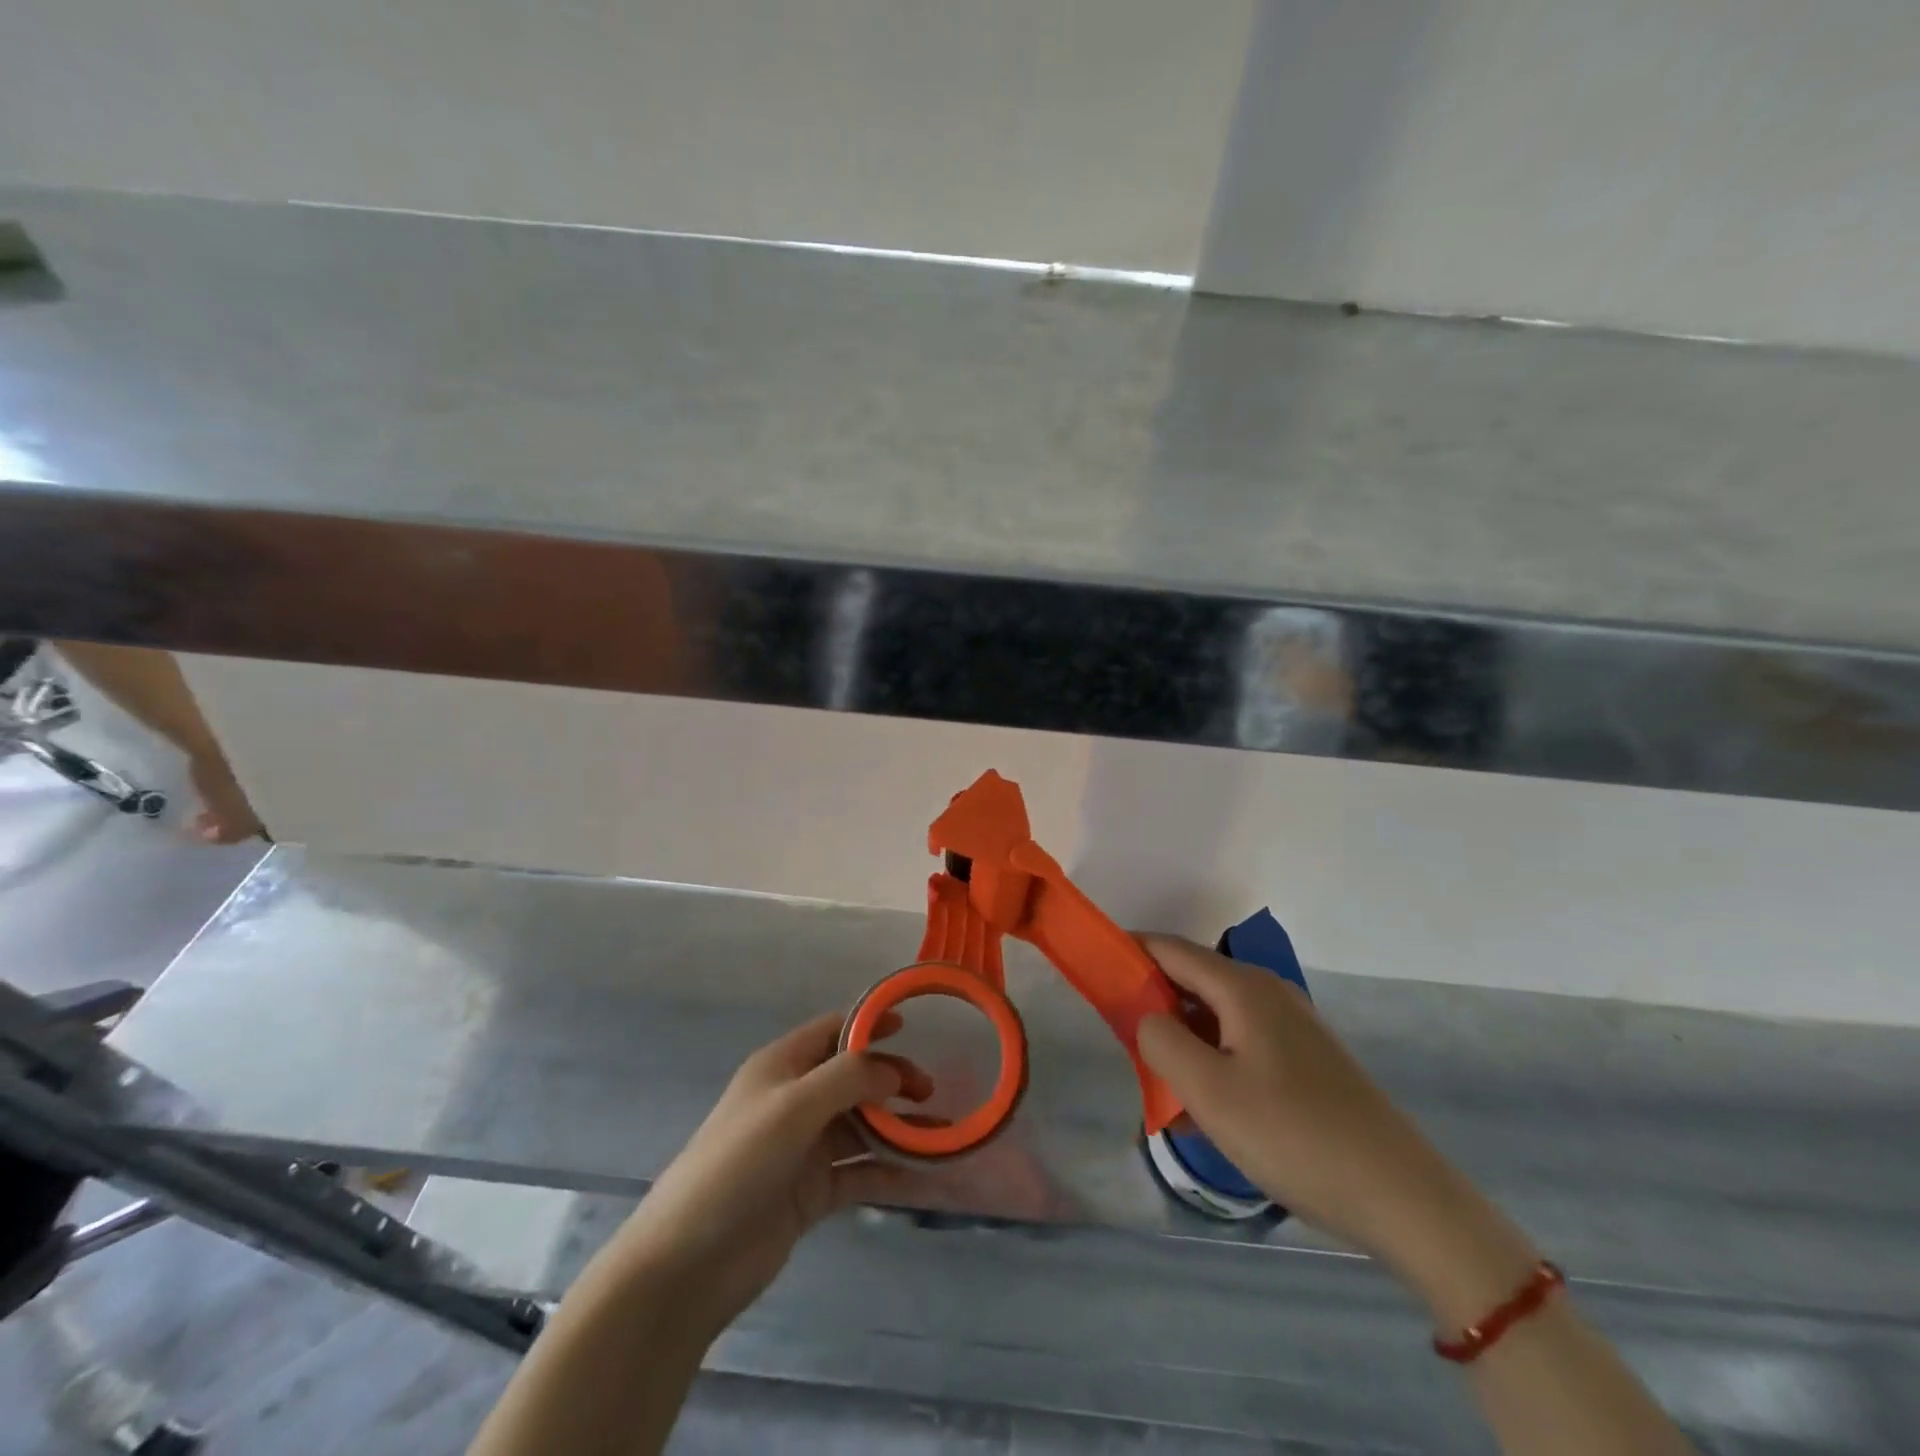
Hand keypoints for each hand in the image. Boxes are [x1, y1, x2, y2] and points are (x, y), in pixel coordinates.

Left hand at [610, 1012, 923, 1336]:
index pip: (834, 1030)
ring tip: (940, 1135)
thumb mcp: (793, 1107)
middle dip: (892, 1080)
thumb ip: (848, 1079)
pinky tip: (923, 1177)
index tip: (912, 1028)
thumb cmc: (737, 1165)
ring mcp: (804, 1148)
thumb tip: (893, 1070)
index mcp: (782, 1066)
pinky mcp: (811, 1192)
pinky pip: (859, 1173)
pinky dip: (889, 1171)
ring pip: (862, 1127)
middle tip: (929, 1093)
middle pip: (854, 1078)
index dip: (871, 1024)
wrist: (687, 1264)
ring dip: (898, 1128)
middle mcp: (795, 1100)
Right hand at [1135, 935, 1513, 1285]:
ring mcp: (1293, 1024)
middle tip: (1119, 1033)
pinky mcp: (1307, 1057)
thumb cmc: (1293, 1136)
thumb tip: (1146, 1016)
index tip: (1092, 968)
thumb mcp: (1208, 1091)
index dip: (1128, 951)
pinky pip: (1241, 1037)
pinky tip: (1208, 1094)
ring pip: (1217, 1011)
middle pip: (1193, 976)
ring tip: (1158, 1070)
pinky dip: (1211, 1050)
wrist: (1401, 1197)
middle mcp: (1268, 992)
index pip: (1169, 948)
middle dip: (1151, 996)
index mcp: (1243, 987)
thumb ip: (1160, 1040)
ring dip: (1182, 1029)